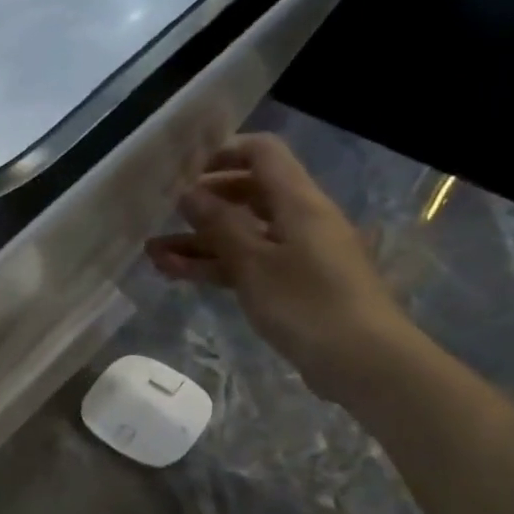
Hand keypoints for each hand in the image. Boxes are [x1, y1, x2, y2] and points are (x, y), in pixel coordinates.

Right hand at [145, 132, 425, 405]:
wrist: (362, 361)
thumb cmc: (307, 303)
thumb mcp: (253, 262)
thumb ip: (218, 224)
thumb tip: (189, 192)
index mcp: (298, 202)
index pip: (262, 154)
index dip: (223, 153)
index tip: (183, 169)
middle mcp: (299, 220)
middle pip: (248, 194)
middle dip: (203, 202)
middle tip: (163, 213)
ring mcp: (296, 253)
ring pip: (241, 234)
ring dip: (198, 241)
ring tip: (152, 253)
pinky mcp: (291, 285)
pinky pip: (246, 264)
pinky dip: (214, 265)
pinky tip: (176, 273)